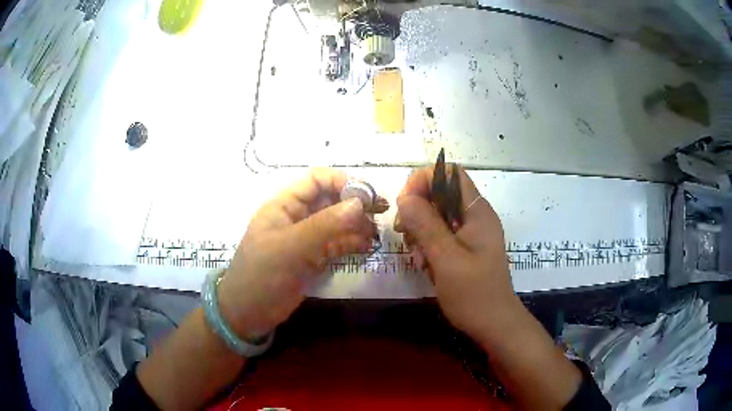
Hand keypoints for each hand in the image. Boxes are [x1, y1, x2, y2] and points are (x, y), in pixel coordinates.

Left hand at [217, 168, 379, 338]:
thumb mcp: (290, 248)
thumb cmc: (261, 275)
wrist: (248, 314)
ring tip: (376, 233)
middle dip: (354, 204)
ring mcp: (305, 239)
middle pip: (329, 200)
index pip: (316, 181)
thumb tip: (358, 204)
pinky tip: (367, 247)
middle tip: (381, 212)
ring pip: (335, 223)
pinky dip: (351, 243)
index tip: (367, 195)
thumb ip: (324, 226)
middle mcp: (296, 217)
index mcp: (284, 205)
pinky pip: (335, 244)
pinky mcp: (312, 258)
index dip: (341, 182)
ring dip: (356, 225)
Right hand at [394, 166, 519, 341]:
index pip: (449, 173)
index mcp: (477, 212)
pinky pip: (441, 235)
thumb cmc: (474, 294)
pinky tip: (426, 265)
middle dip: (417, 210)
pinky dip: (428, 245)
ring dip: (420, 232)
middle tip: (405, 234)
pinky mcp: (465, 248)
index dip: (424, 180)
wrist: (495, 325)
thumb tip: (404, 197)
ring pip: (437, 215)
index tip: (405, 204)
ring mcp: (470, 233)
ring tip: (419, 258)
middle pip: (440, 193)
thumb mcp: (447, 260)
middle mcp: (475, 216)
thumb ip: (426, 226)